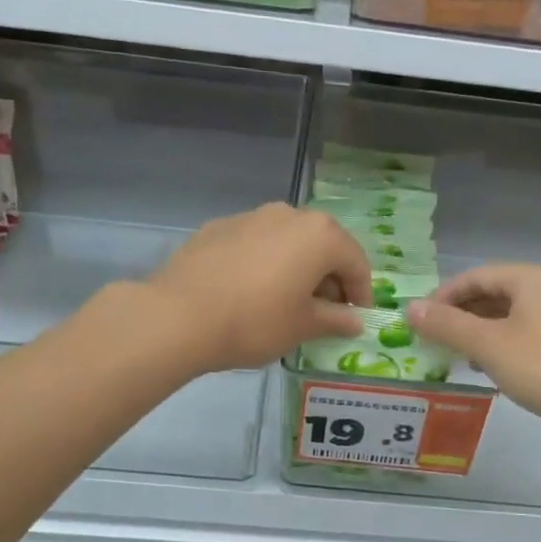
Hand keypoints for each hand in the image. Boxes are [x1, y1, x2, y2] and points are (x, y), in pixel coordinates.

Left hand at [146, 203, 371, 373]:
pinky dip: (265, 263)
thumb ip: (335, 320)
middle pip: (323, 245)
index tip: (356, 319)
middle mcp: (289, 214)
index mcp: (320, 235)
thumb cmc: (255, 321)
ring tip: (287, 302)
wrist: (179, 316)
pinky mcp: (218, 227)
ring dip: (297, 268)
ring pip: (288, 241)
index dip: (361, 293)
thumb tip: (353, 321)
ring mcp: (251, 217)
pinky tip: (251, 292)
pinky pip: (256, 244)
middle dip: (329, 277)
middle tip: (325, 312)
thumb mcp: (303, 327)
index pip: (356, 262)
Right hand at [406, 264, 540, 439]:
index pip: (474, 276)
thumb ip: (447, 325)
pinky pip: (519, 334)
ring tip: (451, 355)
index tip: (418, 322)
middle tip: (431, 340)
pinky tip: (483, 367)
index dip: (442, 297)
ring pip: (504, 316)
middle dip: (458, 316)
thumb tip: (409, 309)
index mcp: (529, 278)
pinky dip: (496, 346)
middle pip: (489, 294)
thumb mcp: (488, 345)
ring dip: (475, 332)